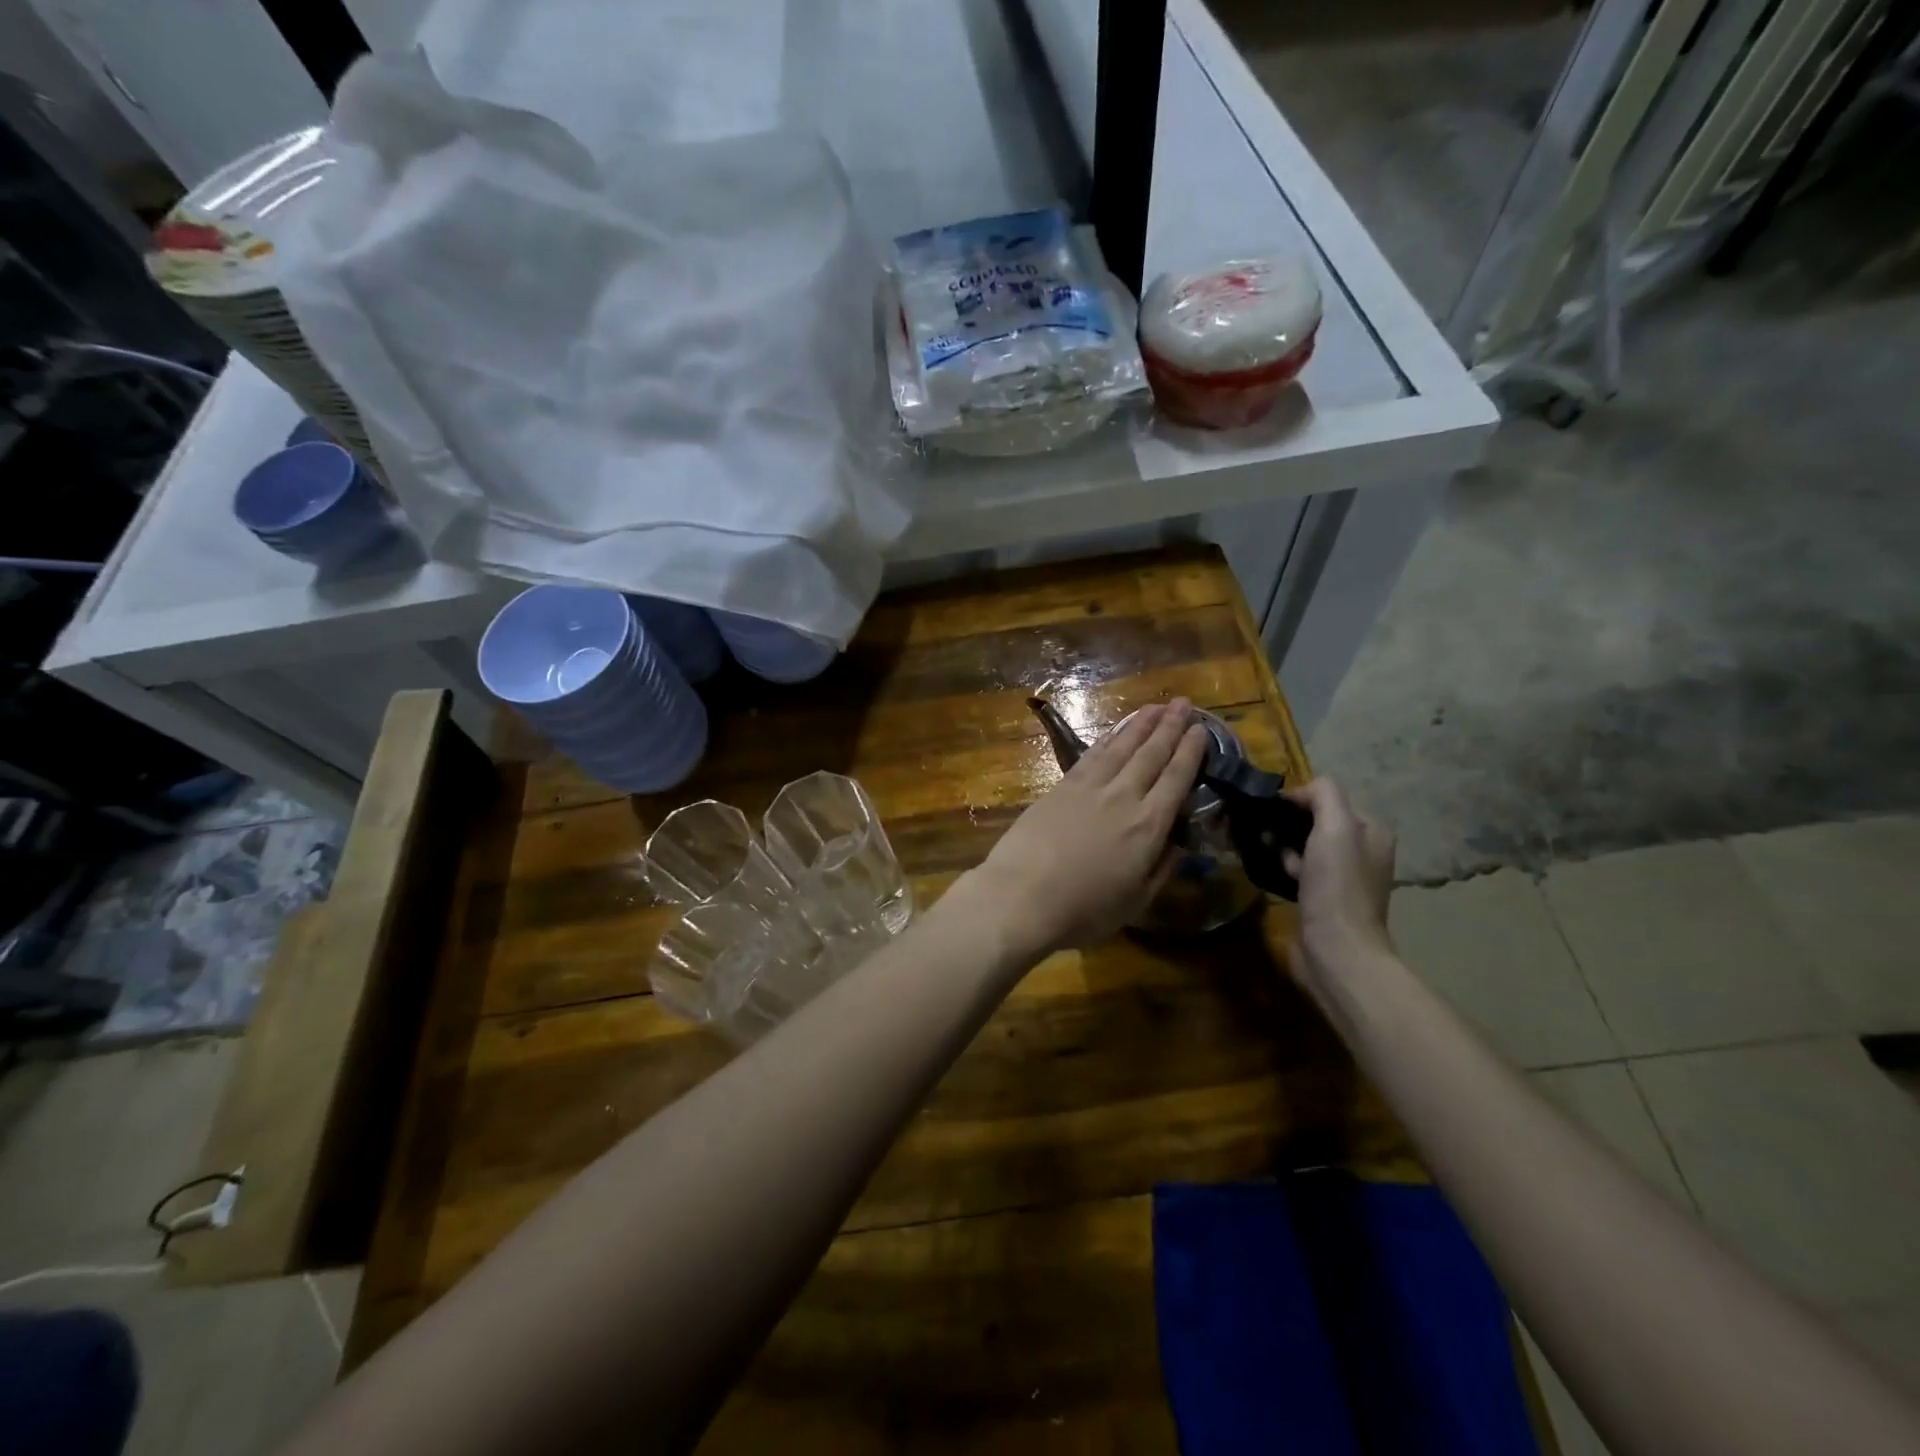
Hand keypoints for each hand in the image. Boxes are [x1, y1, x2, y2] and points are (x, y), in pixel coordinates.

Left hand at [969, 699, 1210, 955]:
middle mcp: (1123, 796)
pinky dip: (1107, 738)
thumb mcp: (1136, 901)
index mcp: (1148, 825)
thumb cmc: (1083, 909)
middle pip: (1152, 754)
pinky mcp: (1061, 786)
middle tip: (1184, 704)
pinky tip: (1115, 730)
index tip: (1201, 730)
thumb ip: (1161, 868)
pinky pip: (1092, 754)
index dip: (1191, 752)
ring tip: (1156, 707)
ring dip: (1141, 724)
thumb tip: (1178, 843)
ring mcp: (1089, 787)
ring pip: (1122, 746)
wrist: (1022, 895)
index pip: (1176, 779)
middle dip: (1171, 727)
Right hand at [1279, 776, 1396, 995]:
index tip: (1271, 809)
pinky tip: (1270, 872)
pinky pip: (1299, 871)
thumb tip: (1298, 791)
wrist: (1336, 949)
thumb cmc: (1337, 885)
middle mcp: (1362, 852)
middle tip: (1265, 833)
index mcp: (1372, 832)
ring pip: (1304, 847)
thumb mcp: (1335, 826)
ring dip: (1282, 847)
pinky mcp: (1323, 900)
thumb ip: (1323, 795)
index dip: (1299, 800)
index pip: (1329, 799)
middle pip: (1316, 823)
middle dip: (1288, 824)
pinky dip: (1283, 868)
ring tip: (1264, 852)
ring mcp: (1343, 879)